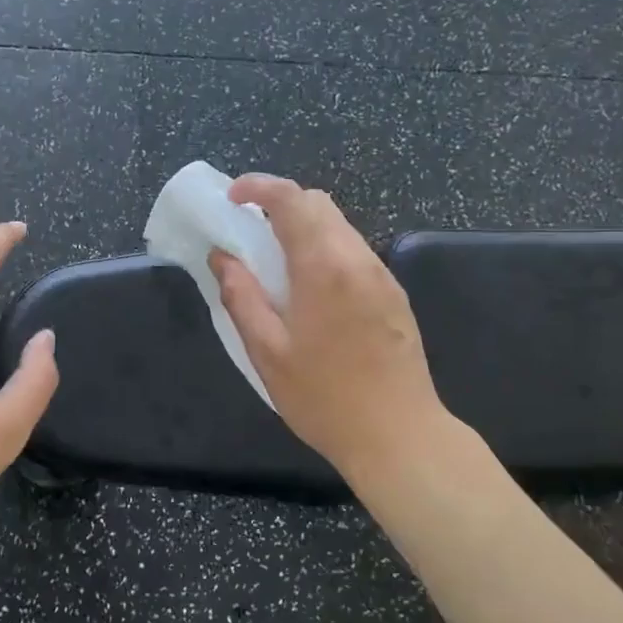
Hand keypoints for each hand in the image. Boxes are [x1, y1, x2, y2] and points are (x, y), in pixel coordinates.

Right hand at [210, 175, 445, 483]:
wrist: (400, 436)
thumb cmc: (324, 398)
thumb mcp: (267, 352)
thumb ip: (241, 297)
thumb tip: (222, 257)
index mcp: (324, 266)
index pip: (292, 199)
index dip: (259, 187)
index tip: (232, 198)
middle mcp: (358, 259)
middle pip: (319, 204)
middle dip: (280, 203)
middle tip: (249, 231)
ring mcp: (382, 276)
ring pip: (339, 226)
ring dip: (304, 228)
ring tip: (276, 263)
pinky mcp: (394, 295)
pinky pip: (354, 252)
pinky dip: (325, 250)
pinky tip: (311, 289)